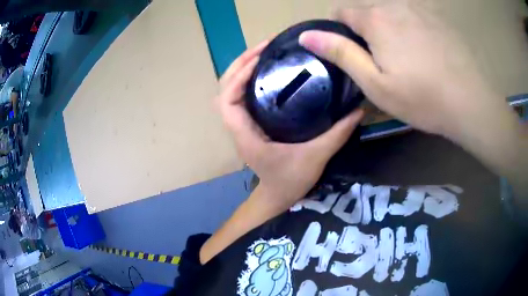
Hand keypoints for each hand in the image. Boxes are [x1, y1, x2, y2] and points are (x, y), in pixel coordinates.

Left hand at [216, 41, 363, 209]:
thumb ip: (337, 134)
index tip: (259, 60)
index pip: (227, 101)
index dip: (237, 77)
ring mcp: (243, 124)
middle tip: (264, 47)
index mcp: (246, 134)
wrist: (278, 196)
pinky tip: (268, 70)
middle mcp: (238, 127)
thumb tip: (358, 110)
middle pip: (224, 89)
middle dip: (238, 65)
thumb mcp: (316, 157)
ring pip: (231, 91)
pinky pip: (242, 96)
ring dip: (242, 69)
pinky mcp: (251, 123)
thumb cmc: (290, 181)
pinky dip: (248, 80)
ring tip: (264, 52)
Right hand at [298, 1, 514, 138]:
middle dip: (368, 32)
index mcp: (376, 19)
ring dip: (391, 30)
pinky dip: (412, 29)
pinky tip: (427, 53)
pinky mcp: (438, 19)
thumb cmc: (422, 98)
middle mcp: (395, 5)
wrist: (471, 101)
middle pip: (369, 13)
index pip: (342, 13)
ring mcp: (419, 9)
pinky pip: (414, 17)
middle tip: (385, 63)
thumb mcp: (375, 83)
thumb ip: (340, 53)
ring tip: (409, 59)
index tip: (353, 53)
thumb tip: (306, 35)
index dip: (340, 31)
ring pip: (392, 14)